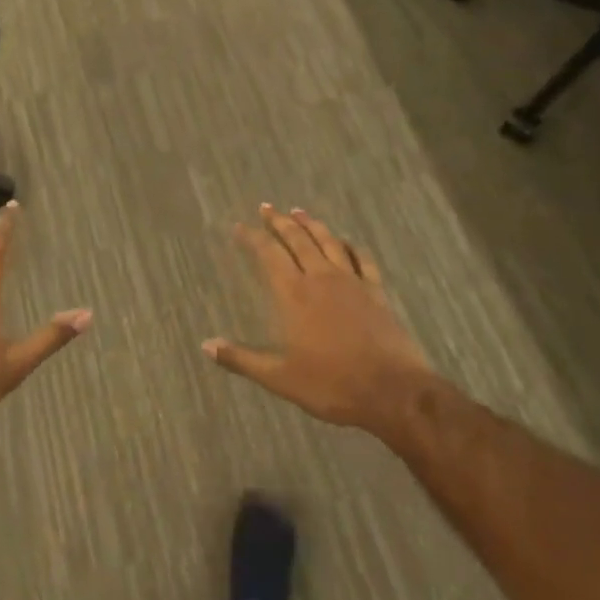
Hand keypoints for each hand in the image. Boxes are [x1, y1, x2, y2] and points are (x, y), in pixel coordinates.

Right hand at [203, 205, 435, 440]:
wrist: (393, 391)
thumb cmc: (332, 385)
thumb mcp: (280, 378)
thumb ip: (242, 359)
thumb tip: (206, 345)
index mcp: (294, 293)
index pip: (268, 254)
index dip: (253, 238)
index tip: (240, 226)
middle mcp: (320, 277)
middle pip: (298, 239)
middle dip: (280, 221)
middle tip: (267, 207)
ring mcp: (352, 281)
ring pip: (328, 241)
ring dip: (312, 224)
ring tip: (299, 212)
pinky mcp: (376, 291)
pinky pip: (362, 259)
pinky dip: (351, 246)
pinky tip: (346, 242)